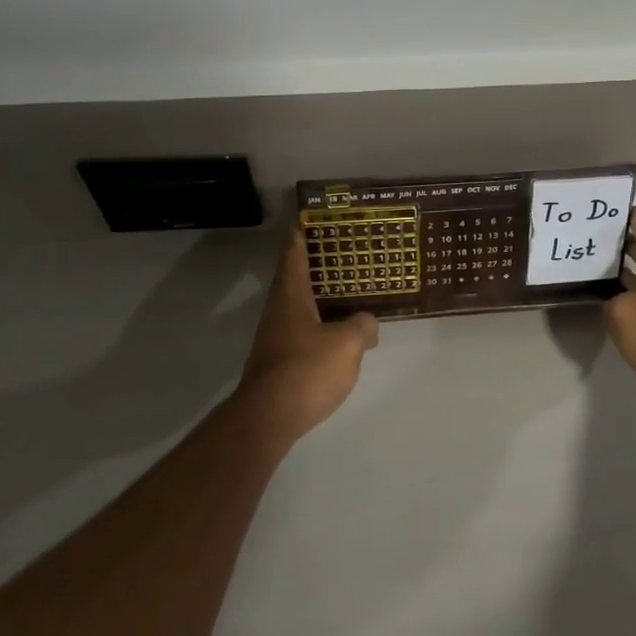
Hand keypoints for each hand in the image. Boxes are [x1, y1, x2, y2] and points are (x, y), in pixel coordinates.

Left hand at [234, 232, 379, 442]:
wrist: (268, 418)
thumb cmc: (306, 370)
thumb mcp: (347, 344)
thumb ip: (362, 325)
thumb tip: (367, 323)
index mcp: (291, 295)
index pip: (293, 253)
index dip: (301, 233)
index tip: (310, 217)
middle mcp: (278, 310)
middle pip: (295, 277)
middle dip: (316, 263)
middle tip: (344, 251)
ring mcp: (276, 337)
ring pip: (300, 305)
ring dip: (320, 295)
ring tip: (348, 290)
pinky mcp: (279, 360)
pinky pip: (303, 330)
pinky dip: (320, 322)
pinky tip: (339, 332)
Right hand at [605, 208, 635, 385]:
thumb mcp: (622, 311)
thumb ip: (613, 301)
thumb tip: (618, 304)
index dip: (628, 216)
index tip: (611, 205)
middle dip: (623, 245)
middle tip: (596, 235)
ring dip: (626, 273)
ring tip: (598, 265)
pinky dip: (631, 296)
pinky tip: (610, 297)